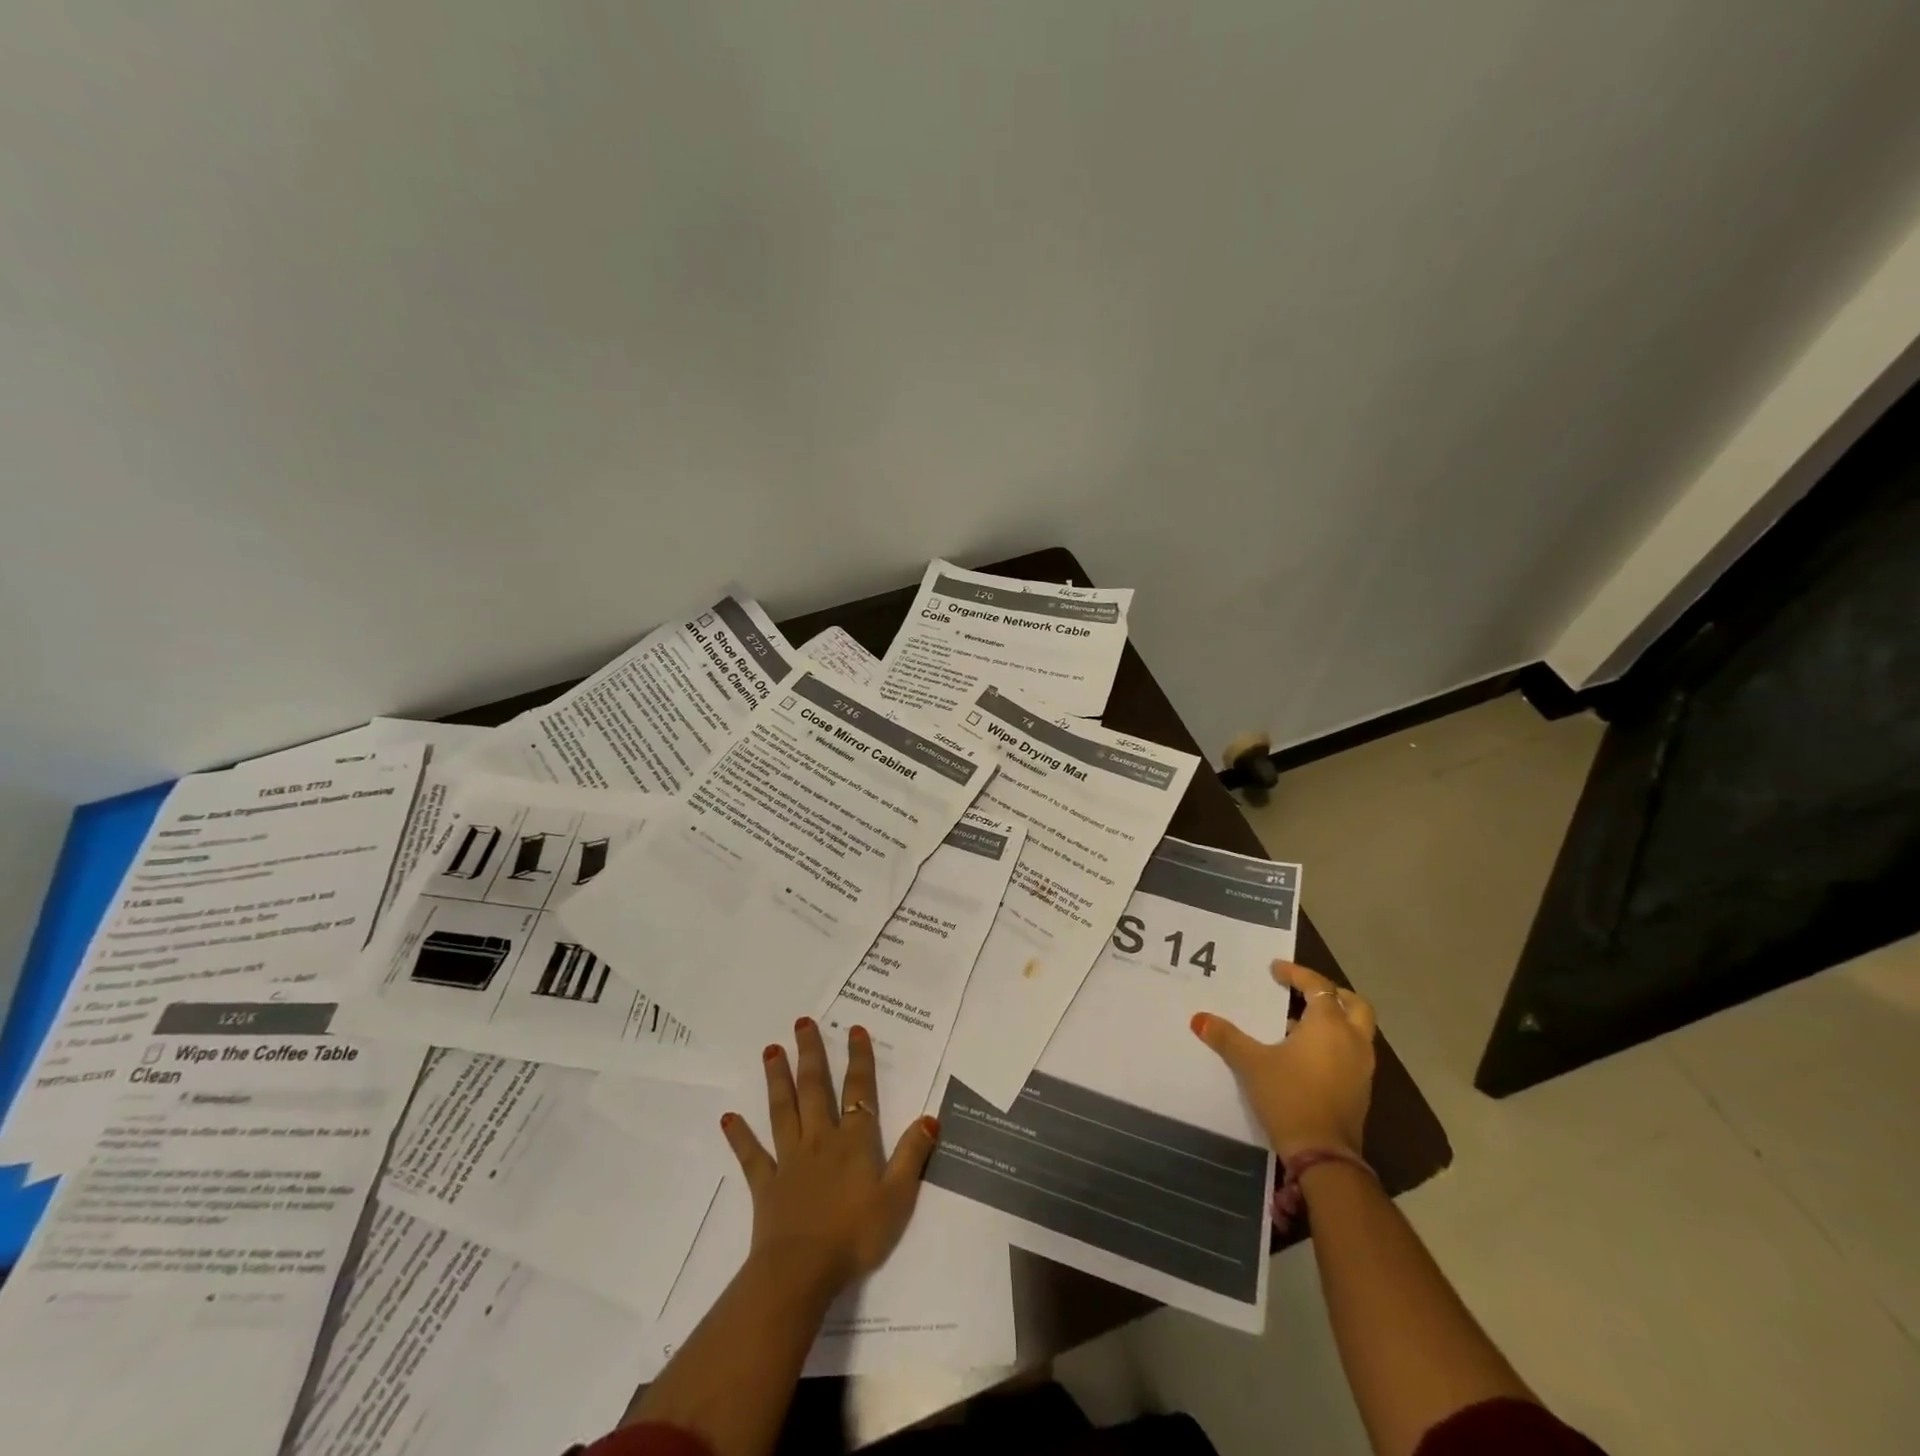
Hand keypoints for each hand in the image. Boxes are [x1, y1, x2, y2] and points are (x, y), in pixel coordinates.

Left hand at [721, 1017, 939, 1298]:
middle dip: (811, 1054)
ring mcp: (789, 1160)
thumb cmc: (855, 1235)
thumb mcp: (898, 1198)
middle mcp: (820, 1140)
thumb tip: (930, 1116)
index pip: (859, 1091)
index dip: (859, 1059)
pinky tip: (728, 1118)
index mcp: (854, 1142)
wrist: (801, 1271)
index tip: (854, 1029)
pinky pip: (752, 1156)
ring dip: (777, 1079)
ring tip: (771, 1050)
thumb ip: (912, 1155)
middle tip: (802, 1022)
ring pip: (783, 1110)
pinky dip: (740, 1136)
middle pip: (814, 1088)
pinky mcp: (765, 1185)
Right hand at [1193, 960, 1376, 1159]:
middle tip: (1303, 991)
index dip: (1297, 973)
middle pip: (1353, 1004)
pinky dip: (1335, 1042)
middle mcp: (1352, 1040)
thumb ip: (1227, 1037)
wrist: (1324, 1155)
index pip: (1318, 986)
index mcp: (1329, 1025)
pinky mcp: (1361, 1089)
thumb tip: (1199, 1019)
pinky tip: (1306, 1054)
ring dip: (1335, 1019)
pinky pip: (1352, 1051)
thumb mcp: (1251, 1064)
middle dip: (1330, 993)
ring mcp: (1362, 1067)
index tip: (1275, 970)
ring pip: (1357, 1029)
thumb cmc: (1289, 1096)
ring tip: (1299, 1022)